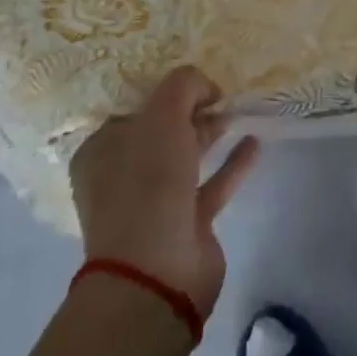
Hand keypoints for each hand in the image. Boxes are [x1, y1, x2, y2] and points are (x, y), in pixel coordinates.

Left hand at [70, 66, 260, 315]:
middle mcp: (123, 177)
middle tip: (220, 94)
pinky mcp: (188, 224)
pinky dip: (232, 162)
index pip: (134, 109)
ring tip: (237, 110)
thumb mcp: (162, 117)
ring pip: (187, 157)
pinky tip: (254, 142)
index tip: (194, 80)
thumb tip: (206, 86)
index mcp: (102, 152)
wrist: (156, 275)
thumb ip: (184, 86)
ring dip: (211, 132)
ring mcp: (155, 203)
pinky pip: (213, 183)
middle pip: (162, 131)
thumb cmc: (147, 185)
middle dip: (190, 110)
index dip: (164, 92)